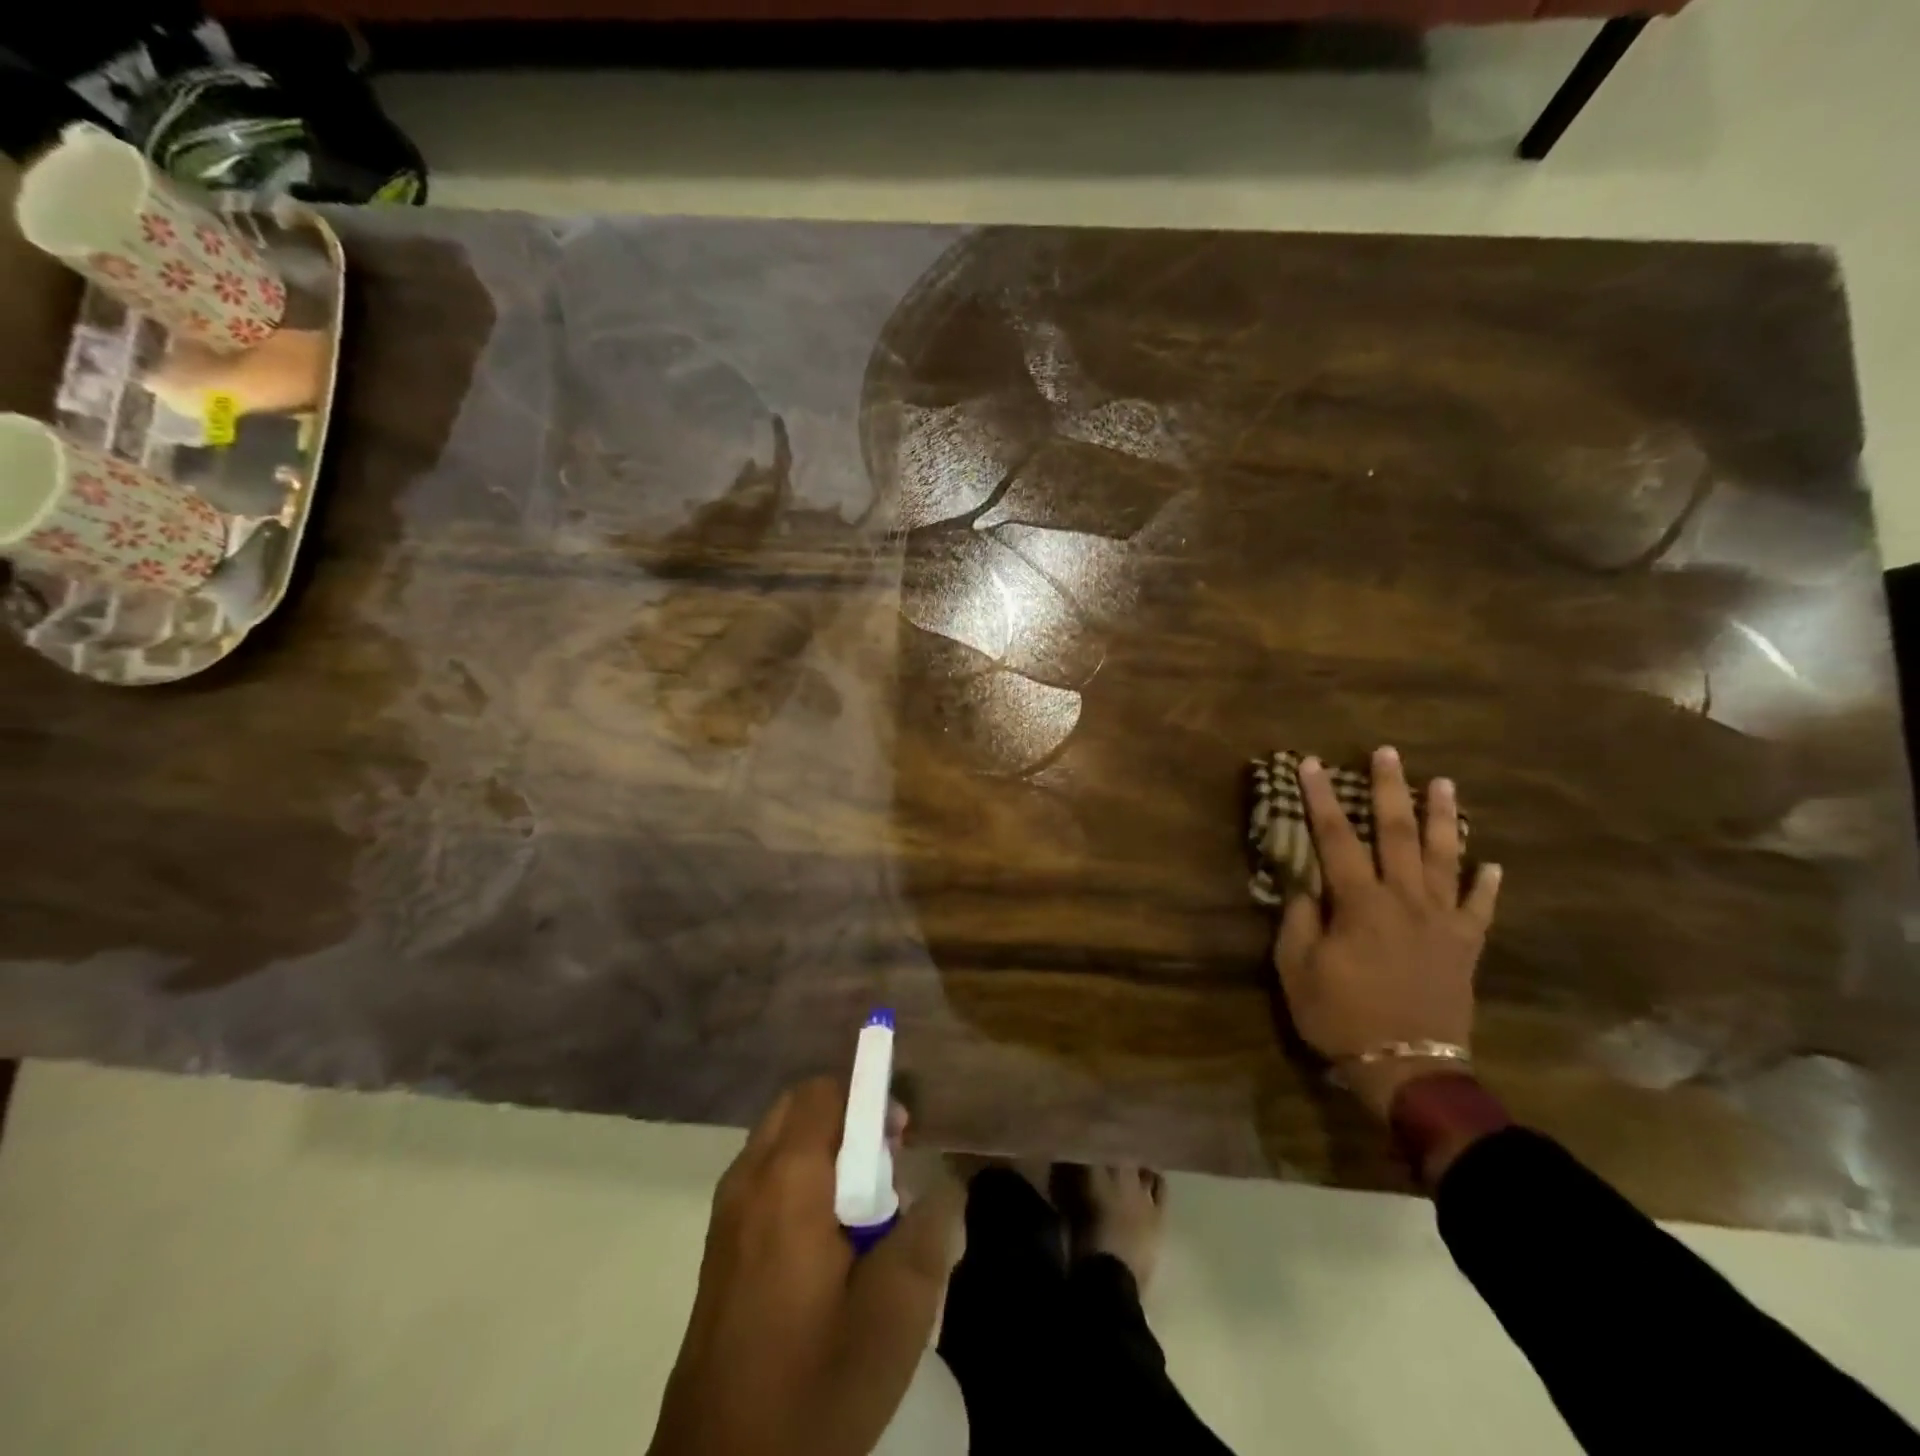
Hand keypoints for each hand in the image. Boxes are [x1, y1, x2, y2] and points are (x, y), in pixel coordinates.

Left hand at [650, 1077, 963, 1455]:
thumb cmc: (813, 1387)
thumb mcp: (894, 1315)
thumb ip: (929, 1232)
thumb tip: (946, 1186)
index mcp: (786, 1182)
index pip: (824, 1092)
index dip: (870, 1098)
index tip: (901, 1141)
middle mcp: (748, 1180)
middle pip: (799, 1107)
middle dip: (848, 1119)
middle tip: (886, 1169)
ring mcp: (727, 1214)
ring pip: (781, 1141)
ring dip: (825, 1150)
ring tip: (863, 1210)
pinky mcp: (720, 1247)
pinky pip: (766, 1178)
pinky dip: (802, 1180)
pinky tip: (829, 1244)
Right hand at [1272, 746, 1501, 1121]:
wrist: (1407, 1067)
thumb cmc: (1341, 1015)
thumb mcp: (1297, 968)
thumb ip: (1299, 919)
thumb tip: (1304, 884)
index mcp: (1360, 902)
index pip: (1336, 838)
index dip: (1321, 798)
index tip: (1312, 764)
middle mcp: (1405, 900)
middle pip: (1398, 833)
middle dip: (1390, 789)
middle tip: (1388, 753)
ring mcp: (1442, 921)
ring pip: (1446, 858)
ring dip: (1443, 818)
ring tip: (1443, 783)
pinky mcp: (1466, 946)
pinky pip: (1481, 908)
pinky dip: (1488, 884)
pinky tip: (1493, 862)